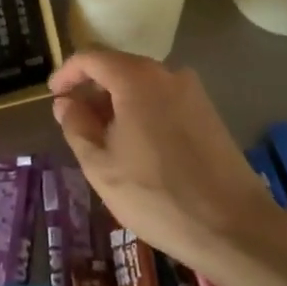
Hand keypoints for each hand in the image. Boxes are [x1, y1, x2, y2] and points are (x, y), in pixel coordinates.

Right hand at [49, 50, 272, 270]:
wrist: (233, 227)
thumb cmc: (156, 196)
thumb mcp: (101, 166)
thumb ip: (76, 126)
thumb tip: (66, 103)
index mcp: (136, 78)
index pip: (90, 58)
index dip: (66, 73)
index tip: (53, 96)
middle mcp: (167, 73)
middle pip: (118, 68)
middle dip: (92, 91)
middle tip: (75, 124)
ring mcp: (193, 92)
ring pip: (142, 86)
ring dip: (117, 104)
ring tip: (104, 141)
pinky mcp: (208, 112)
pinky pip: (163, 100)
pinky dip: (142, 112)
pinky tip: (137, 148)